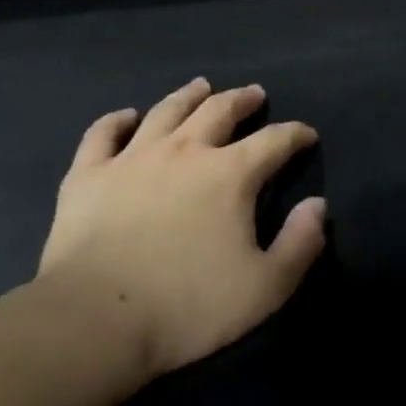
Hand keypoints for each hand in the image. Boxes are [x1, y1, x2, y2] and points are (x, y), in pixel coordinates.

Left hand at [38, 78, 326, 377]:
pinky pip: (103, 133)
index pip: (274, 141)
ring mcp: (131, 158)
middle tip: (253, 94)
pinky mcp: (88, 175)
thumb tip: (317, 207)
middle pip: (219, 111)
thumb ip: (300, 244)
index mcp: (230, 175)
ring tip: (201, 87)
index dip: (295, 134)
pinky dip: (117, 120)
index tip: (306, 134)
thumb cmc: (189, 306)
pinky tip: (128, 116)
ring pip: (166, 111)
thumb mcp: (266, 287)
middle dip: (242, 100)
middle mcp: (184, 152)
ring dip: (188, 96)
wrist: (97, 318)